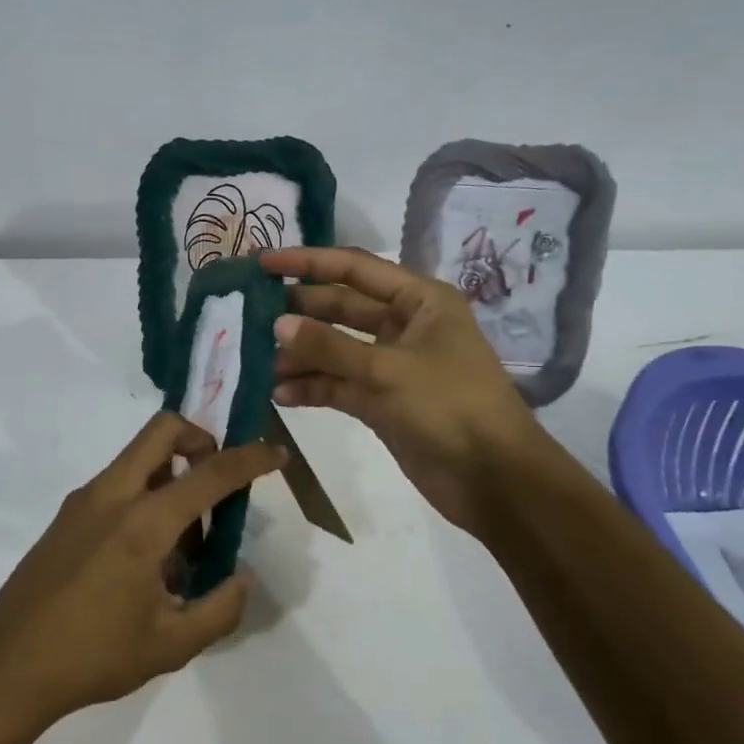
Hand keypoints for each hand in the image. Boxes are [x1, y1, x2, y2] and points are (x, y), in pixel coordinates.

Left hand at [0, 413, 285, 734]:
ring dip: (172, 473)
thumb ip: (220, 609)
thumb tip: (242, 578)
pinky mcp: (66, 516)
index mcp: (143, 523)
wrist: (6, 668)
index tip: (276, 454)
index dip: (250, 459)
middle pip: (163, 430)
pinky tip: (148, 557)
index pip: (209, 472)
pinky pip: (118, 483)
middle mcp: (112, 495)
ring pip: (138, 457)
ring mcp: (83, 501)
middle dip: (201, 439)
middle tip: (219, 480)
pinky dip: (145, 494)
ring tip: (186, 542)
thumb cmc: (93, 657)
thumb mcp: (171, 646)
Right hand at [260, 246, 549, 535]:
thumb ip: (330, 347)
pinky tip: (279, 394)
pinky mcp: (381, 401)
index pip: (354, 268)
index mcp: (419, 300)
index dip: (307, 262)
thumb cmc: (451, 407)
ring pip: (335, 349)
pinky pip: (339, 384)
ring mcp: (391, 364)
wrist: (495, 481)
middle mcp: (404, 325)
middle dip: (298, 312)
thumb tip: (277, 324)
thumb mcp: (388, 371)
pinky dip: (312, 388)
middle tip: (248, 313)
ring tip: (256, 361)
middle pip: (340, 308)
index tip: (261, 263)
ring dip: (300, 355)